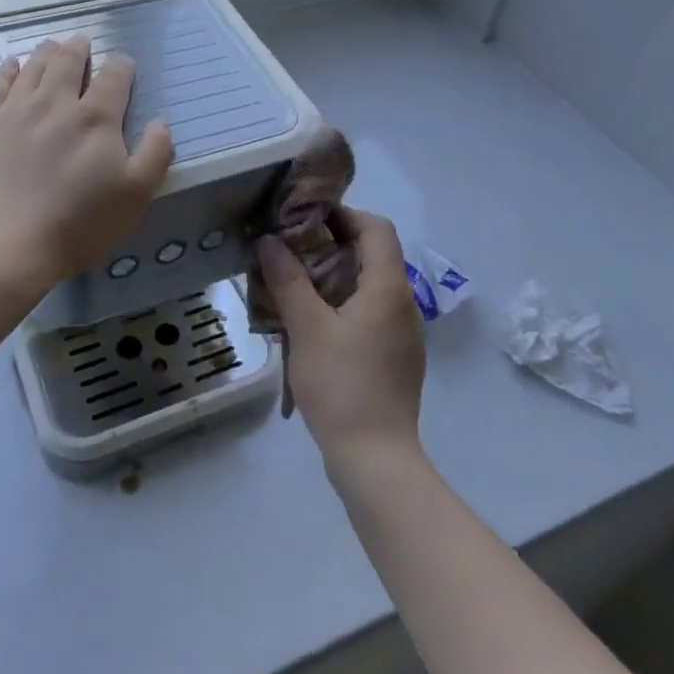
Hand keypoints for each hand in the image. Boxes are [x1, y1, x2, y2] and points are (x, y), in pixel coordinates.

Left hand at [0, 35, 175, 290]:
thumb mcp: (135, 196)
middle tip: (83, 41)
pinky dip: (8, 70)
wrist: (5, 246)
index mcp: (96, 118)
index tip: (124, 65)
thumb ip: (155, 154)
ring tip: (53, 45)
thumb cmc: (78, 224)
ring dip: (47, 52)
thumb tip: (160, 122)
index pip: (114, 78)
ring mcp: (15, 111)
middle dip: (80, 49)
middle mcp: (55, 103)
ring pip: (33, 68)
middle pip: (69, 62)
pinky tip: (13, 65)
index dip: (122, 67)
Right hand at [256, 208, 424, 468]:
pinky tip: (314, 322)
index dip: (343, 214)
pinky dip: (344, 303)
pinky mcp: (396, 356)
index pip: (376, 228)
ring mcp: (404, 333)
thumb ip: (288, 279)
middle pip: (374, 254)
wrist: (375, 458)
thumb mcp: (307, 328)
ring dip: (336, 275)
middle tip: (291, 250)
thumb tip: (269, 240)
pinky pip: (371, 313)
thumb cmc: (342, 385)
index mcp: (388, 288)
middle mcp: (404, 303)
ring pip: (371, 285)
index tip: (305, 220)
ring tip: (295, 283)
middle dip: (332, 245)